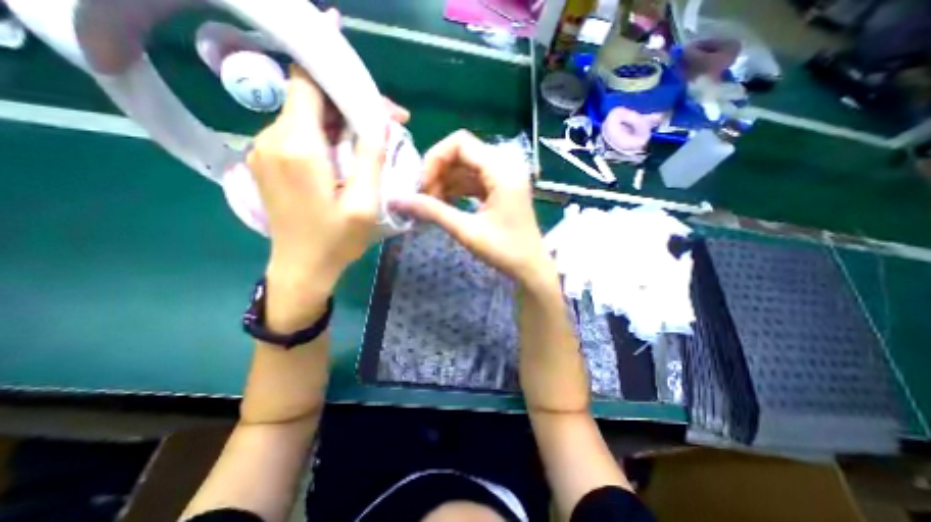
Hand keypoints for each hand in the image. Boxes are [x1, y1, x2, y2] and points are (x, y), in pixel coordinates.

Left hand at [245, 62, 389, 325]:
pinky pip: (300, 134)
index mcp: (297, 146)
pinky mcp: (268, 161)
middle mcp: (271, 138)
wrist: (302, 268)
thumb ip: (370, 157)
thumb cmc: (337, 240)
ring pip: (307, 115)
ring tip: (373, 142)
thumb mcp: (365, 203)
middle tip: (389, 125)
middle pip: (311, 97)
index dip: (344, 80)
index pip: (309, 81)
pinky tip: (348, 155)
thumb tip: (379, 119)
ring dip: (341, 122)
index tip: (380, 106)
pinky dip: (327, 136)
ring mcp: (264, 149)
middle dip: (351, 105)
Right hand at [387, 129, 551, 286]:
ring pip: (466, 166)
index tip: (423, 186)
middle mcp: (505, 165)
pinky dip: (457, 189)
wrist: (530, 267)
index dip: (435, 159)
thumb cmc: (504, 251)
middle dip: (439, 171)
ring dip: (446, 181)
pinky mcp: (501, 188)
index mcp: (502, 170)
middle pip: (462, 152)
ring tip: (433, 204)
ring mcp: (504, 177)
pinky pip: (473, 179)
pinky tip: (445, 204)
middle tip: (426, 197)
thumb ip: (432, 211)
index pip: (460, 143)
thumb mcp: (466, 231)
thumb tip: (396, 200)